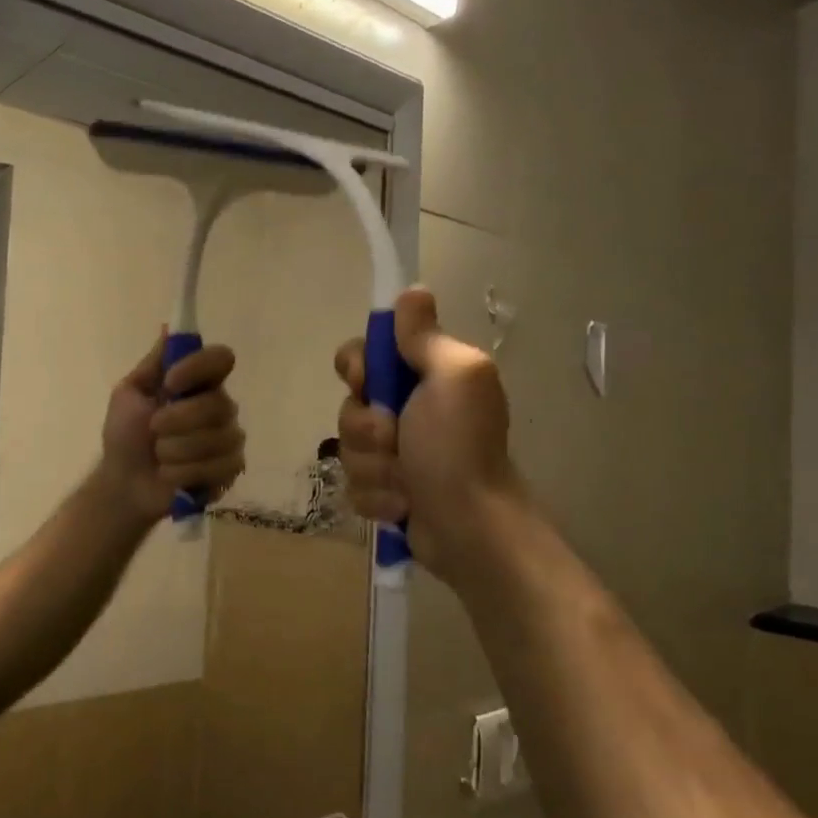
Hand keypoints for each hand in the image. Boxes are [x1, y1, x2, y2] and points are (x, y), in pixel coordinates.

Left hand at [96, 334, 246, 525]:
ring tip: (159, 457)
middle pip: (219, 403)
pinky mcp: (231, 470)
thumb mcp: (130, 394)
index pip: (221, 358)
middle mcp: (220, 406)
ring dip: (177, 450)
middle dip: (178, 420)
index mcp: (199, 383)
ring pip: (218, 438)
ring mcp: (229, 439)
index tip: (170, 382)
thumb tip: (169, 327)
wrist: (123, 483)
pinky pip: (220, 467)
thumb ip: (154, 363)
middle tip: (153, 430)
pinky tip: (171, 476)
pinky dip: (185, 473)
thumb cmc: (125, 435)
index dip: (198, 368)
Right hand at [333, 286, 515, 581]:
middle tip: (397, 440)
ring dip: (375, 468)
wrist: (469, 526)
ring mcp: (393, 455)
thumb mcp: (452, 377)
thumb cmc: (459, 447)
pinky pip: (354, 486)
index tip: (367, 382)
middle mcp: (406, 411)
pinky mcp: (384, 492)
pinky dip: (378, 498)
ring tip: (407, 482)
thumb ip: (425, 337)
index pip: (362, 356)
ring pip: (348, 450)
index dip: (356, 367)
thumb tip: (413, 290)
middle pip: (349, 406)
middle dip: (367, 429)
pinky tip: (404, 505)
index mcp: (423, 378)